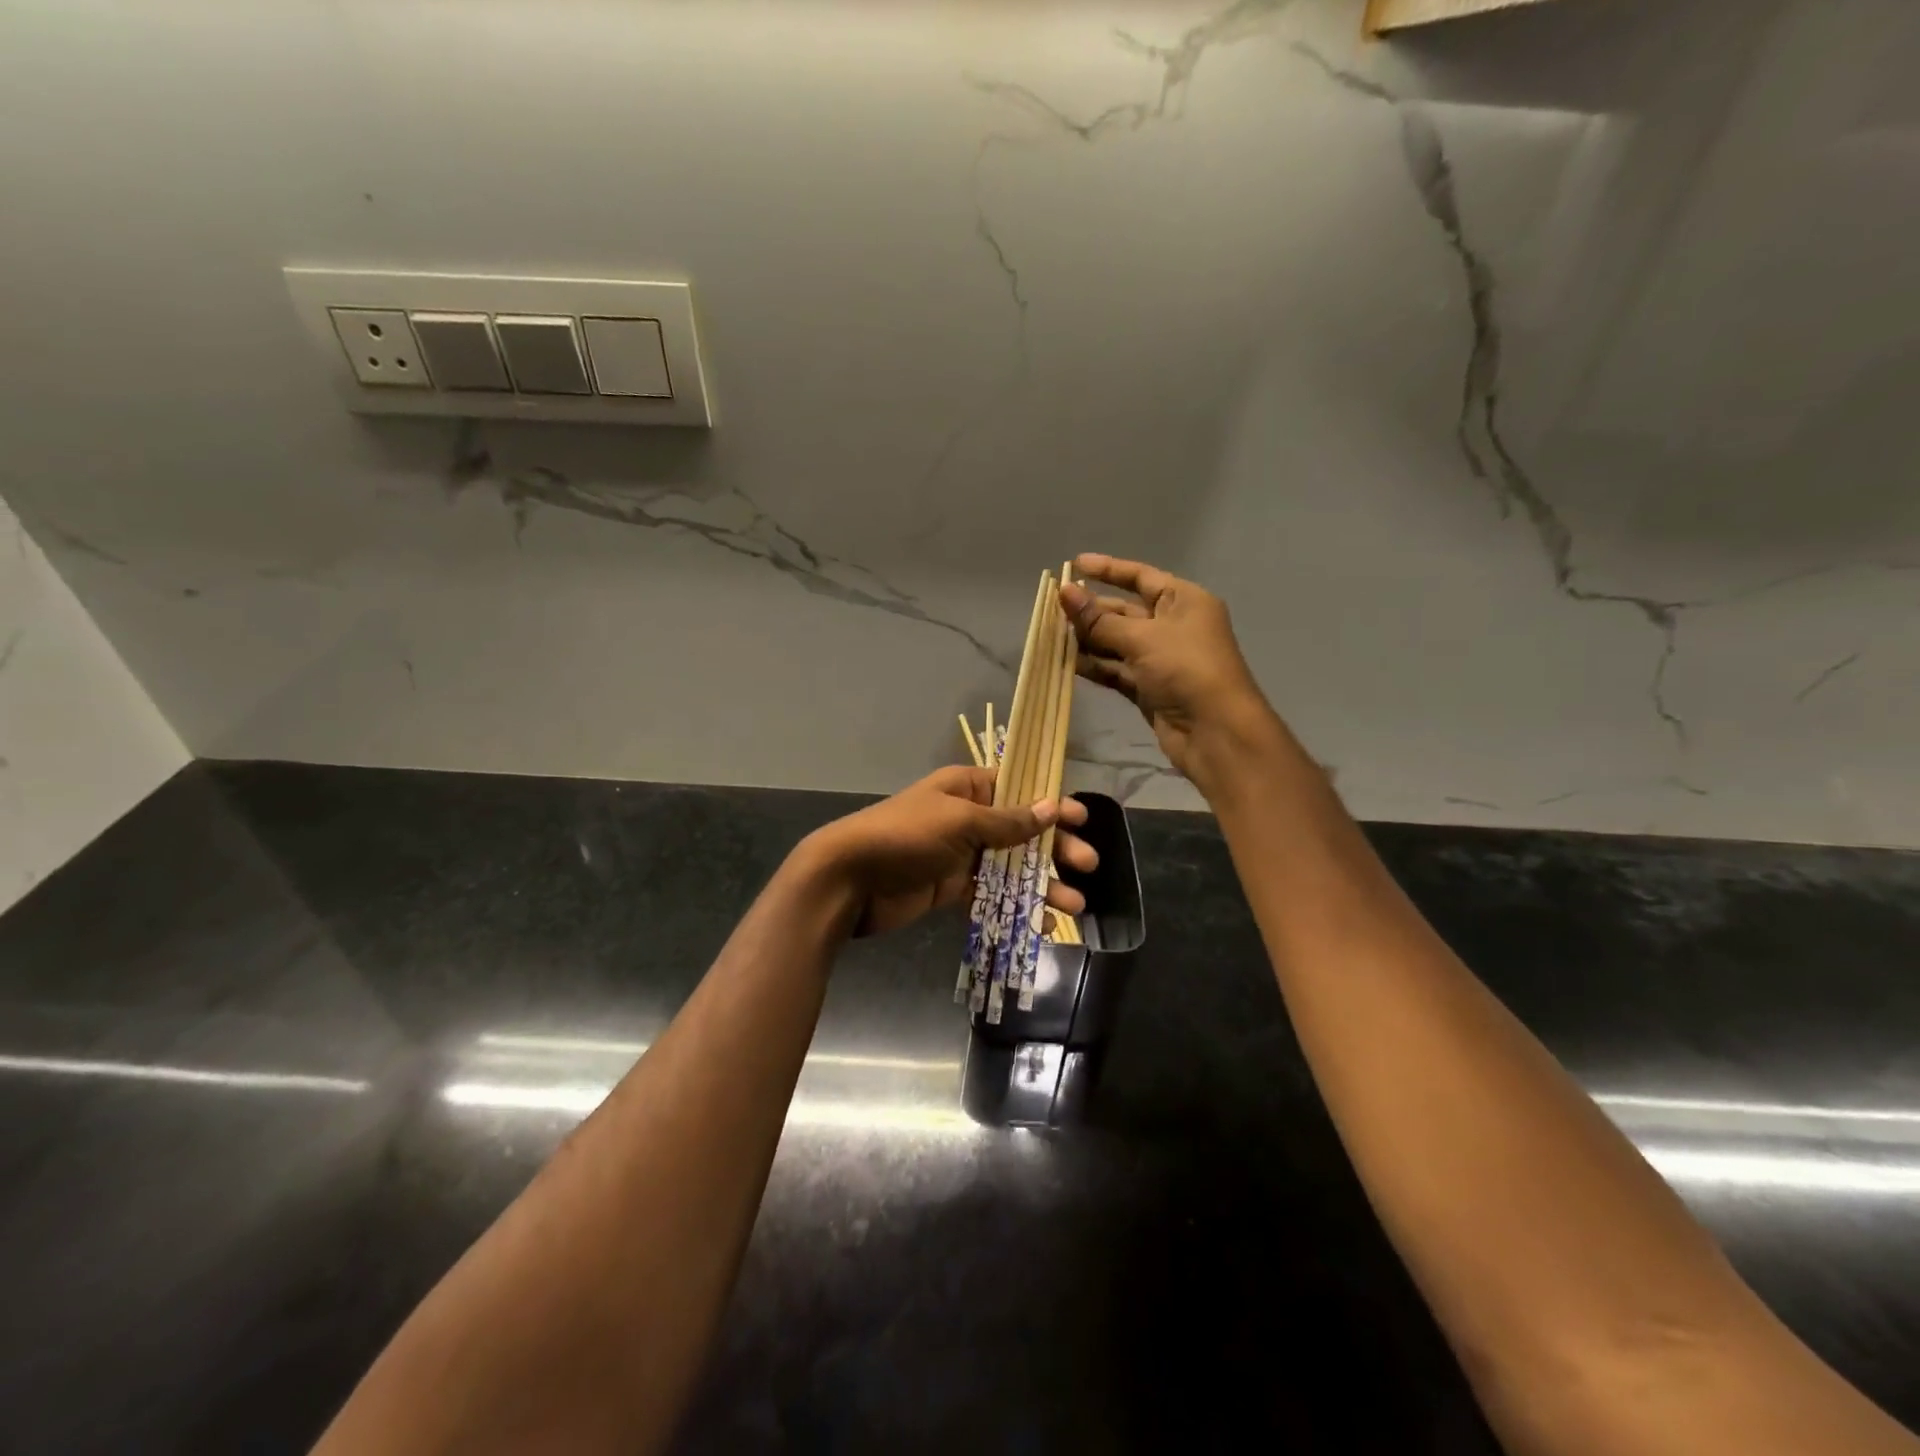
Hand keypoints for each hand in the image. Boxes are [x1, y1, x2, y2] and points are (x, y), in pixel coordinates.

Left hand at [801, 766, 1096, 938]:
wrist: (851, 878)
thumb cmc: (906, 836)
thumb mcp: (960, 821)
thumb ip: (1007, 821)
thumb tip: (1050, 807)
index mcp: (966, 788)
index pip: (1018, 790)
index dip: (1050, 804)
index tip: (1082, 819)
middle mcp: (966, 817)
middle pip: (1020, 831)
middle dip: (1054, 848)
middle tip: (1088, 865)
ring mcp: (959, 854)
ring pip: (1010, 866)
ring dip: (1041, 883)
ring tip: (1073, 905)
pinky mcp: (950, 887)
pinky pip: (991, 893)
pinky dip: (1015, 905)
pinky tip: (1040, 921)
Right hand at [1060, 553, 1275, 783]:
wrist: (1215, 732)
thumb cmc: (1186, 669)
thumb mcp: (1142, 638)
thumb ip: (1099, 619)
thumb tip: (1064, 592)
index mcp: (1184, 601)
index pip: (1141, 577)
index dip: (1108, 569)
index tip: (1074, 564)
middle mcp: (1174, 626)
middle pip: (1125, 611)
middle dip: (1091, 609)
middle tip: (1053, 608)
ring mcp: (1161, 659)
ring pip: (1117, 642)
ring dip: (1088, 638)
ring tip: (1052, 634)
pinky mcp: (1150, 688)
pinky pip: (1117, 670)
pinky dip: (1095, 665)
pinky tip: (1067, 662)